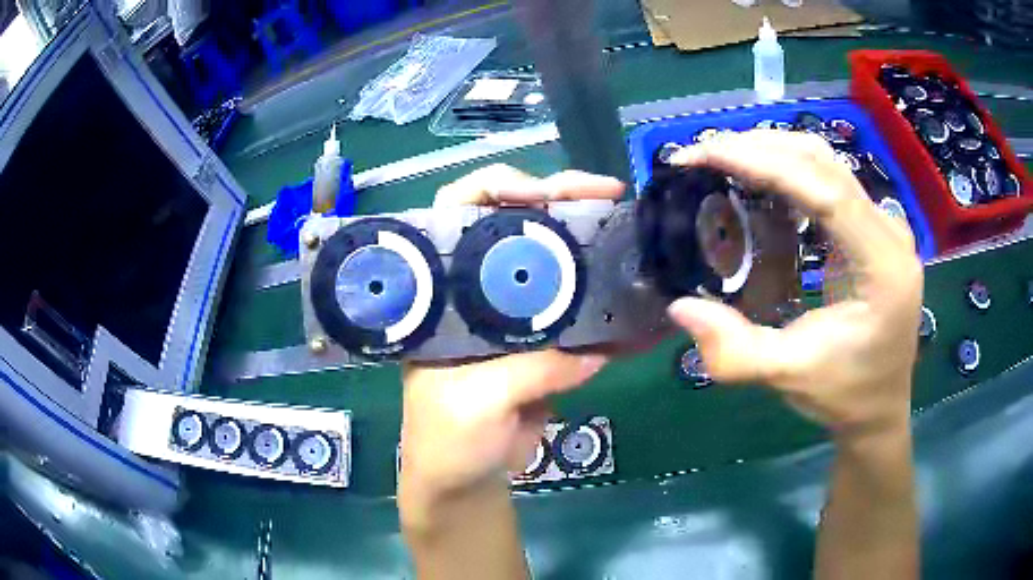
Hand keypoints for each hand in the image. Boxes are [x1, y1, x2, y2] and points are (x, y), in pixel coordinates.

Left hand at [399, 165, 623, 523]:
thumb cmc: (446, 439)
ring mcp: (518, 315)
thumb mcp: (472, 404)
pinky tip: (644, 304)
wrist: (468, 478)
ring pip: (559, 262)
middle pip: (519, 225)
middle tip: (609, 194)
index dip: (497, 188)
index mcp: (444, 291)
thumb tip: (592, 351)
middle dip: (563, 200)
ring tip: (633, 231)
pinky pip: (584, 317)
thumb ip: (528, 371)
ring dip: (596, 244)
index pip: (457, 212)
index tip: (542, 192)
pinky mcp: (548, 344)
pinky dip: (615, 311)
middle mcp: (480, 290)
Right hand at [668, 131, 922, 437]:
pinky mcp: (872, 228)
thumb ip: (734, 352)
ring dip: (773, 152)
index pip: (826, 192)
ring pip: (827, 163)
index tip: (709, 153)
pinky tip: (759, 181)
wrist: (880, 406)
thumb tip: (680, 307)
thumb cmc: (845, 393)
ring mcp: (884, 226)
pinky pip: (828, 181)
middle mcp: (889, 233)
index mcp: (882, 268)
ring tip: (723, 160)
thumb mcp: (789, 378)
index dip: (767, 163)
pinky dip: (789, 171)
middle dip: (760, 148)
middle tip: (703, 155)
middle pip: (825, 164)